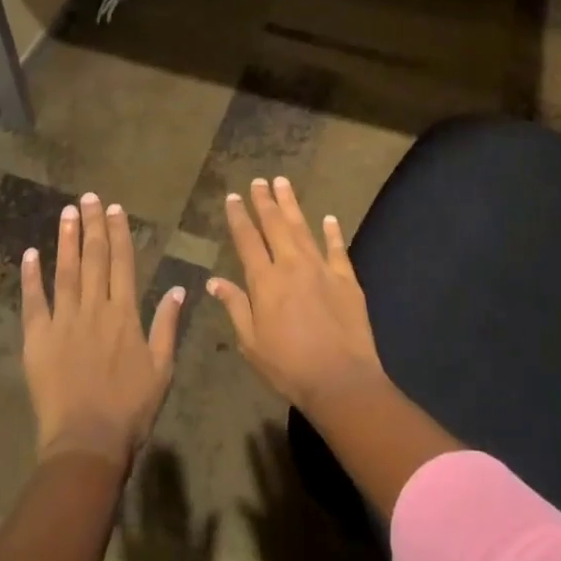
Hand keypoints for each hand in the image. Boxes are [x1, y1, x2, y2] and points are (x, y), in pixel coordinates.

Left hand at [22, 193, 184, 466]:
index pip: (122, 262)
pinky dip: (31, 277)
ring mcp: (63, 322)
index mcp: (124, 313)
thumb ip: (167, 325)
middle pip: (93, 258)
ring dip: (66, 240)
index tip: (114, 209)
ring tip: (66, 212)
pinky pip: (34, 302)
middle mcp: (94, 308)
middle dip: (92, 225)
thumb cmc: (130, 408)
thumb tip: (180, 288)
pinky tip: (31, 254)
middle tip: (87, 197)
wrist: (87, 443)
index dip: (118, 233)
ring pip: (65, 272)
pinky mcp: (38, 340)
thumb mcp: (162, 368)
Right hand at [206, 178, 385, 414]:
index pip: (247, 241)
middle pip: (275, 225)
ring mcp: (321, 268)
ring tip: (283, 183)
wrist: (340, 379)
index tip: (234, 197)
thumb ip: (235, 306)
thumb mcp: (251, 343)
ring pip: (303, 228)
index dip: (239, 217)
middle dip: (265, 201)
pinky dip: (332, 232)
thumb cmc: (288, 366)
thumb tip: (214, 281)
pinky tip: (329, 218)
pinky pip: (337, 248)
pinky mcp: (346, 278)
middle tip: (259, 181)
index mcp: (265, 281)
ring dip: (291, 204)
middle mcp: (292, 265)